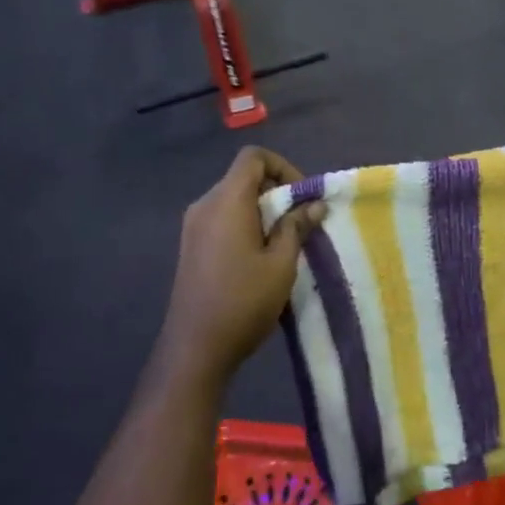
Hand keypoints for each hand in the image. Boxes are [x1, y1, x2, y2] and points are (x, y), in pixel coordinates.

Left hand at [156, 146, 324, 382]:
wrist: (196, 346)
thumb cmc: (244, 301)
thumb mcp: (281, 263)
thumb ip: (297, 226)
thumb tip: (314, 204)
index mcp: (226, 201)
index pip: (253, 157)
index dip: (283, 167)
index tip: (302, 197)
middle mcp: (205, 205)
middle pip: (243, 177)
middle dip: (276, 191)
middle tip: (301, 222)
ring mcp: (193, 226)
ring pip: (233, 199)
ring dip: (262, 210)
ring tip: (284, 242)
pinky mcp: (191, 246)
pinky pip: (222, 219)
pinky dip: (245, 224)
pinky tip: (260, 256)